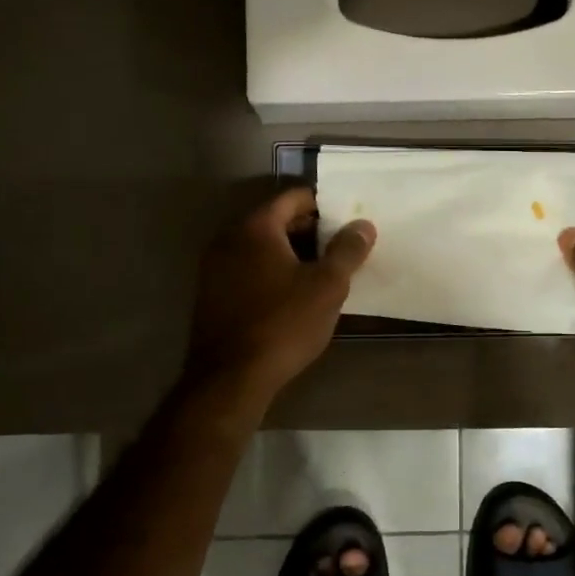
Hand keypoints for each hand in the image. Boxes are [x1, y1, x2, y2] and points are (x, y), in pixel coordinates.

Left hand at [187, 187, 375, 403]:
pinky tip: (292, 295)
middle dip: (309, 229)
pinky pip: (248, 269)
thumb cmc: (284, 324)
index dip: (323, 205)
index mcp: (256, 227)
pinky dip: (271, 271)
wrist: (231, 378)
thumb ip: (347, 250)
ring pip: (261, 247)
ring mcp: (214, 267)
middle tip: (341, 247)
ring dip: (291, 253)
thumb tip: (363, 224)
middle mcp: (229, 238)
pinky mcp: (211, 295)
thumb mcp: (328, 286)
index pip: (293, 197)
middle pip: (275, 220)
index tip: (347, 220)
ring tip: (322, 272)